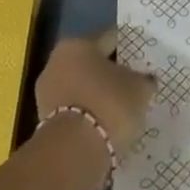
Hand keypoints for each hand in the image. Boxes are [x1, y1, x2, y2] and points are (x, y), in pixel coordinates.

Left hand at [34, 30, 154, 151]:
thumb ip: (144, 80)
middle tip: (133, 83)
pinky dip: (88, 114)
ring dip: (97, 95)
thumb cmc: (109, 104)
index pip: (110, 39)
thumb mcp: (139, 89)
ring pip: (81, 87)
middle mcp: (56, 62)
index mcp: (78, 44)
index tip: (143, 58)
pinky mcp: (44, 121)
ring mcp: (46, 92)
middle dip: (110, 72)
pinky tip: (106, 124)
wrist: (73, 151)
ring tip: (121, 108)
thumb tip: (145, 79)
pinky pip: (74, 110)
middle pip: (91, 63)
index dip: (128, 47)